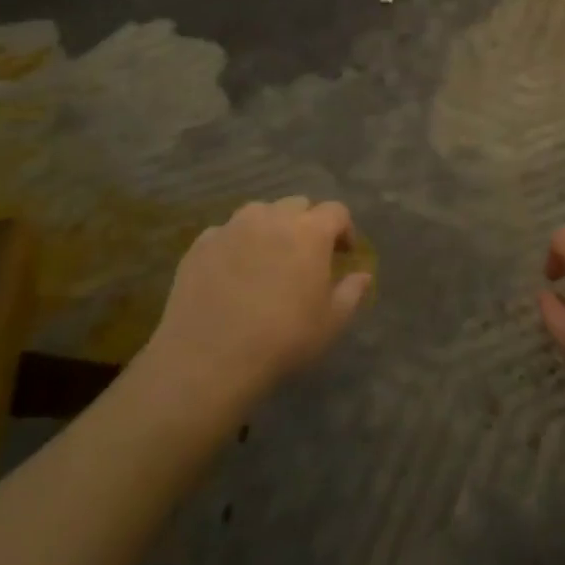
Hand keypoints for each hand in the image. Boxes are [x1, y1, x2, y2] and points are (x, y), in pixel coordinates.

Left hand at [145, 197, 370, 399]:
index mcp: (310, 232)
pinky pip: (226, 232)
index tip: (343, 254)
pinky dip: (236, 243)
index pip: (337, 211)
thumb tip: (363, 275)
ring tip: (268, 257)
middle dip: (307, 224)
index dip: (344, 229)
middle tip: (306, 255)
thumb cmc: (282, 339)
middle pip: (297, 204)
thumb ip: (352, 292)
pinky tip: (232, 272)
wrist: (208, 359)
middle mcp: (272, 218)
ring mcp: (233, 227)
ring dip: (270, 226)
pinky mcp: (201, 244)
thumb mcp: (331, 323)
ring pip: (259, 212)